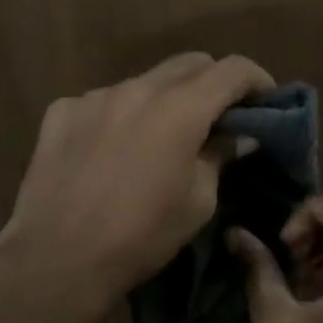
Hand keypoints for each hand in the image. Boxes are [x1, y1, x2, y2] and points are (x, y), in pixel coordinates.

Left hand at [0, 52, 274, 322]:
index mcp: (179, 108)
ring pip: (144, 82)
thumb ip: (219, 157)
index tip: (265, 101)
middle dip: (212, 83)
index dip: (256, 80)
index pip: (232, 69)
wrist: (57, 259)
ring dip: (163, 99)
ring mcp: (95, 96)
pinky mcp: (62, 111)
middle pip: (189, 64)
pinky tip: (111, 151)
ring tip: (159, 138)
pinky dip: (120, 116)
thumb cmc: (140, 237)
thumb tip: (237, 137)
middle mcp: (137, 88)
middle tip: (219, 117)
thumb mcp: (198, 203)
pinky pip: (103, 101)